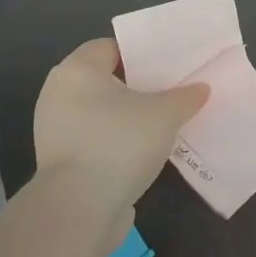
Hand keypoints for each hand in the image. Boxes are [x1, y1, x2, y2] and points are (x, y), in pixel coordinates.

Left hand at [33, 38, 209, 216]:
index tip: (168, 64)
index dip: (140, 53)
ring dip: (127, 116)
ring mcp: (55, 130)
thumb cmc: (119, 144)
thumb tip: (200, 89)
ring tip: (162, 122)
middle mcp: (58, 94)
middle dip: (137, 85)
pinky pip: (94, 139)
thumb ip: (185, 97)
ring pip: (99, 112)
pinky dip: (115, 141)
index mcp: (77, 70)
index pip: (110, 47)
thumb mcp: (164, 115)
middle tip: (170, 90)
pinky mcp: (60, 161)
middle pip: (104, 79)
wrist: (79, 210)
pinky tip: (143, 150)